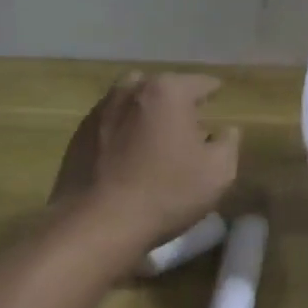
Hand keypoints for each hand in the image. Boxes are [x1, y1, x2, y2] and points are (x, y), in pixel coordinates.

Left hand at [53, 72, 240, 249]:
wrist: (95, 225)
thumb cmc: (165, 193)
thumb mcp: (219, 172)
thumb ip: (229, 143)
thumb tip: (225, 130)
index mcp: (168, 91)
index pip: (201, 82)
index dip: (214, 92)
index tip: (219, 100)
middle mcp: (131, 90)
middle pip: (163, 87)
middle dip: (177, 102)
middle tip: (189, 126)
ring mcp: (100, 110)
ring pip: (132, 102)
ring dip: (146, 114)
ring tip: (156, 140)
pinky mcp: (78, 135)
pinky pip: (111, 124)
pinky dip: (123, 132)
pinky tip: (128, 158)